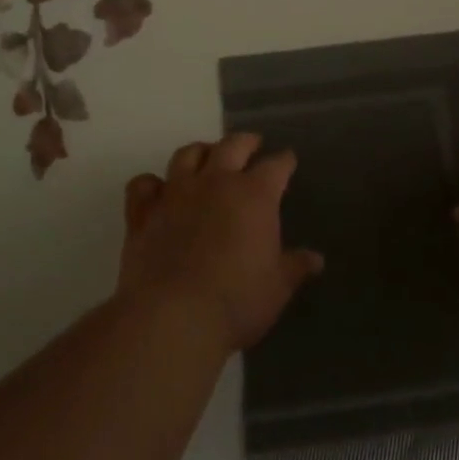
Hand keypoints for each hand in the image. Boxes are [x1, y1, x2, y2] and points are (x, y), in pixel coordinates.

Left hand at [118, 132, 324, 351]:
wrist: (172, 317)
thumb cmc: (237, 301)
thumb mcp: (277, 287)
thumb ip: (295, 266)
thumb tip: (316, 260)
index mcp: (255, 195)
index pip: (276, 166)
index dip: (285, 161)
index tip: (289, 160)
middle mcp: (216, 183)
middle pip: (232, 146)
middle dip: (246, 141)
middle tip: (252, 143)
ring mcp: (176, 194)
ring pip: (187, 154)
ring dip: (201, 151)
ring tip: (207, 156)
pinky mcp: (142, 213)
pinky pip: (143, 184)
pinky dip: (151, 183)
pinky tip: (158, 190)